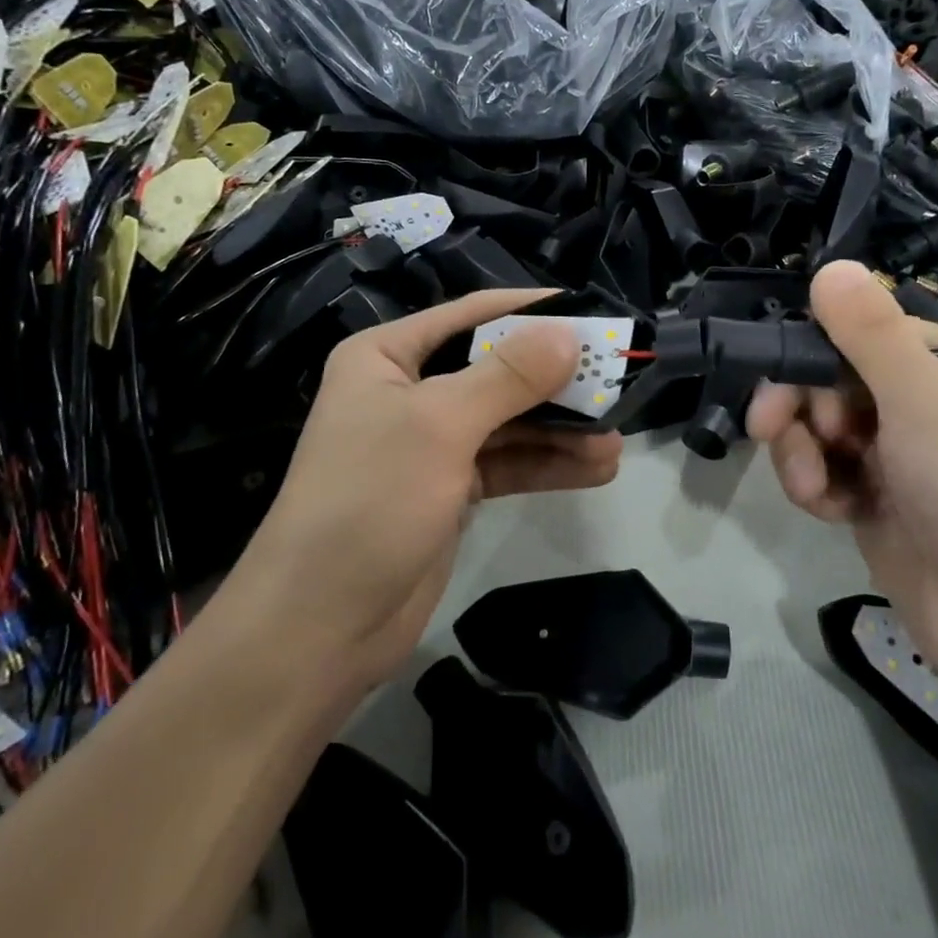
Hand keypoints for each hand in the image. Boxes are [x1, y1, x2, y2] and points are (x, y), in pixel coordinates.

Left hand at [235, 290, 622, 687]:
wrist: (320, 626)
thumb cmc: (369, 501)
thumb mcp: (439, 425)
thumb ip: (508, 376)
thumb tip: (570, 335)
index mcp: (389, 357)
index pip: (472, 316)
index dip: (532, 311)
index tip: (593, 314)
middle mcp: (410, 392)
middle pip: (497, 370)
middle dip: (556, 380)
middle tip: (617, 382)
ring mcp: (432, 444)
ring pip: (509, 422)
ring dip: (561, 429)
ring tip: (617, 438)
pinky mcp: (450, 490)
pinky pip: (508, 464)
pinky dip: (548, 464)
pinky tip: (596, 469)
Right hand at [747, 261, 937, 700]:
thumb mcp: (926, 404)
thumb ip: (871, 335)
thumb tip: (831, 264)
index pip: (868, 333)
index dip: (817, 350)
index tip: (780, 374)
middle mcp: (930, 406)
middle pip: (837, 380)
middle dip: (801, 405)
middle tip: (769, 428)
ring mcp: (904, 459)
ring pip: (824, 430)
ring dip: (802, 451)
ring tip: (810, 484)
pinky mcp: (882, 505)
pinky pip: (830, 474)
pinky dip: (817, 487)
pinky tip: (827, 509)